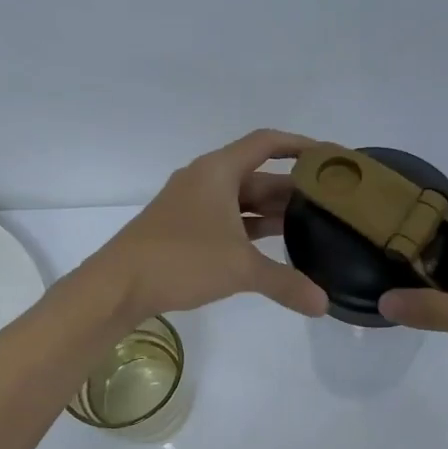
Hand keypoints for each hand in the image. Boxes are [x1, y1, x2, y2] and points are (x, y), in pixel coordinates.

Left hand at [95, 130, 329, 319]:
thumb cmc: (181, 260)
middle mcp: (206, 180)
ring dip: (273, 210)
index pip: (267, 143)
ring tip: (311, 224)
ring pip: (243, 199)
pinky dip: (252, 228)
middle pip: (258, 175)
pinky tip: (274, 245)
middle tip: (330, 202)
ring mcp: (193, 205)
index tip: (329, 157)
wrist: (117, 285)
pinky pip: (229, 219)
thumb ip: (286, 282)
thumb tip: (323, 305)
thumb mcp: (240, 269)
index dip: (300, 145)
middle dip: (293, 188)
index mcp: (218, 171)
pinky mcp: (185, 228)